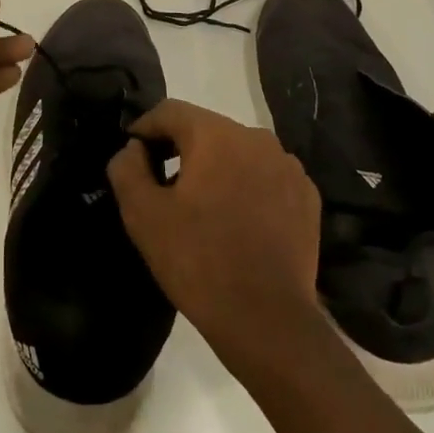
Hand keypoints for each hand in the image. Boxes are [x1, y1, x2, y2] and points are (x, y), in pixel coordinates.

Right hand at [108, 98, 324, 368]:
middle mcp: (257, 138)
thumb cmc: (198, 262)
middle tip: (162, 186)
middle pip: (206, 130)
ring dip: (215, 169)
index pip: (170, 111)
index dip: (145, 129)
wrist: (268, 321)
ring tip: (201, 208)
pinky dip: (246, 187)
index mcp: (216, 135)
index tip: (133, 156)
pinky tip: (237, 222)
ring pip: (238, 153)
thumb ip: (127, 168)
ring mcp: (288, 166)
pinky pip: (265, 176)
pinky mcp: (306, 195)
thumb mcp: (143, 215)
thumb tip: (133, 148)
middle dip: (180, 150)